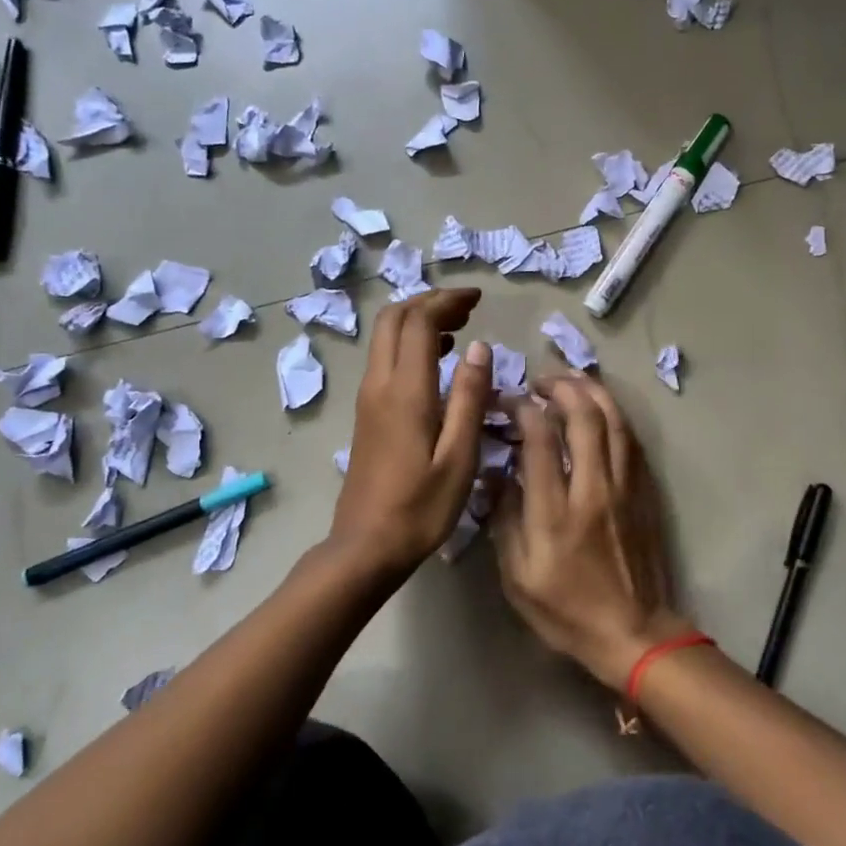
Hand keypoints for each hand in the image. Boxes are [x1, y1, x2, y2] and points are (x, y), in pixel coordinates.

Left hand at [328, 289, 493, 580]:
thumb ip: (469, 397)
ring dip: (418, 320)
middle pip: (394, 319)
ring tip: (458, 327)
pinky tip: (437, 361)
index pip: (419, 322)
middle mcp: (379, 384)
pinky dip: (410, 344)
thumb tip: (479, 347)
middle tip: (467, 307)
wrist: (366, 546)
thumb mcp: (459, 456)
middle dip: (429, 302)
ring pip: (385, 337)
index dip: (447, 301)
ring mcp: (368, 398)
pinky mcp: (367, 413)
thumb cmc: (421, 507)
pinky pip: (385, 359)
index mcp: (404, 391)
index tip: (478, 298)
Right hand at [491, 374, 692, 689]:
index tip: (510, 400)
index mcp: (555, 513)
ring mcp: (625, 488)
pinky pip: (631, 440)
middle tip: (541, 381)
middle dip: (561, 387)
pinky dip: (614, 415)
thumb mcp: (517, 577)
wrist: (634, 633)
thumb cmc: (567, 611)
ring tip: (571, 380)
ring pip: (614, 421)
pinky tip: (601, 409)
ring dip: (592, 392)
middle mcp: (594, 489)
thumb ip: (504, 520)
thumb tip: (496, 474)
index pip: (540, 439)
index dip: (523, 409)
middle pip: (584, 418)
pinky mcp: (644, 492)